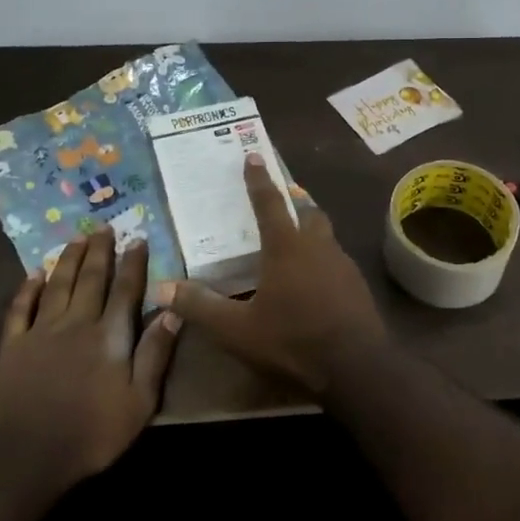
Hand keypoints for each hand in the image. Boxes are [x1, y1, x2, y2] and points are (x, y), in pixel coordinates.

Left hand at [0, 228, 179, 491]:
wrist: (28, 457)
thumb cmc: (93, 431)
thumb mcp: (140, 400)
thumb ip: (155, 353)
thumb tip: (173, 311)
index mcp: (109, 336)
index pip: (126, 290)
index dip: (133, 263)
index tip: (138, 238)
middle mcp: (76, 323)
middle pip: (90, 279)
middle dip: (100, 251)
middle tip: (104, 226)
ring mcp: (40, 332)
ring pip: (57, 285)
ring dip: (68, 259)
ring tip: (76, 238)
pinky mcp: (12, 347)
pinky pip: (20, 309)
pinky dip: (27, 289)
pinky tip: (33, 274)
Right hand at [161, 154, 386, 391]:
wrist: (355, 365)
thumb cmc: (292, 340)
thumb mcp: (237, 330)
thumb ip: (201, 307)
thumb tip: (162, 287)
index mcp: (287, 247)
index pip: (269, 203)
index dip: (259, 179)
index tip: (253, 155)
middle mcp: (317, 246)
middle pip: (307, 210)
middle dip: (294, 198)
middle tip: (284, 193)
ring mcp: (342, 264)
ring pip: (325, 232)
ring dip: (311, 224)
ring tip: (297, 230)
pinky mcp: (356, 284)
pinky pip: (336, 257)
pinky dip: (322, 253)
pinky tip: (315, 273)